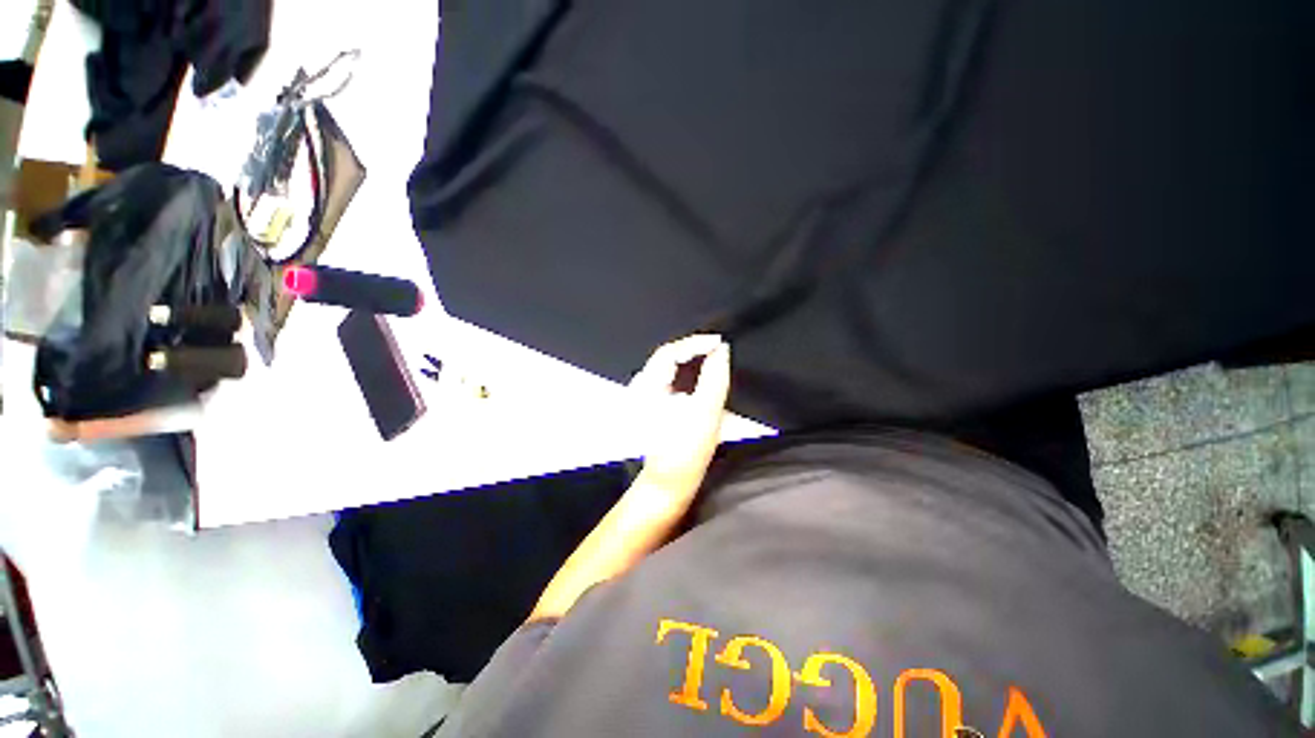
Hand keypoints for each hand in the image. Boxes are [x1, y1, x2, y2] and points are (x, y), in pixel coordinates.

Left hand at [629, 334, 731, 496]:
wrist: (669, 483)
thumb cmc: (685, 452)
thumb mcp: (705, 414)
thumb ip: (714, 379)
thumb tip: (721, 351)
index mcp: (648, 387)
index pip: (670, 351)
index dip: (696, 342)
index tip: (720, 342)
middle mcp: (643, 387)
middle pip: (668, 356)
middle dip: (694, 348)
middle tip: (718, 347)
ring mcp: (646, 396)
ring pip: (669, 366)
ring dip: (691, 359)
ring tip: (713, 356)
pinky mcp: (653, 405)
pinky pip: (670, 378)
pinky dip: (687, 372)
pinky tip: (701, 376)